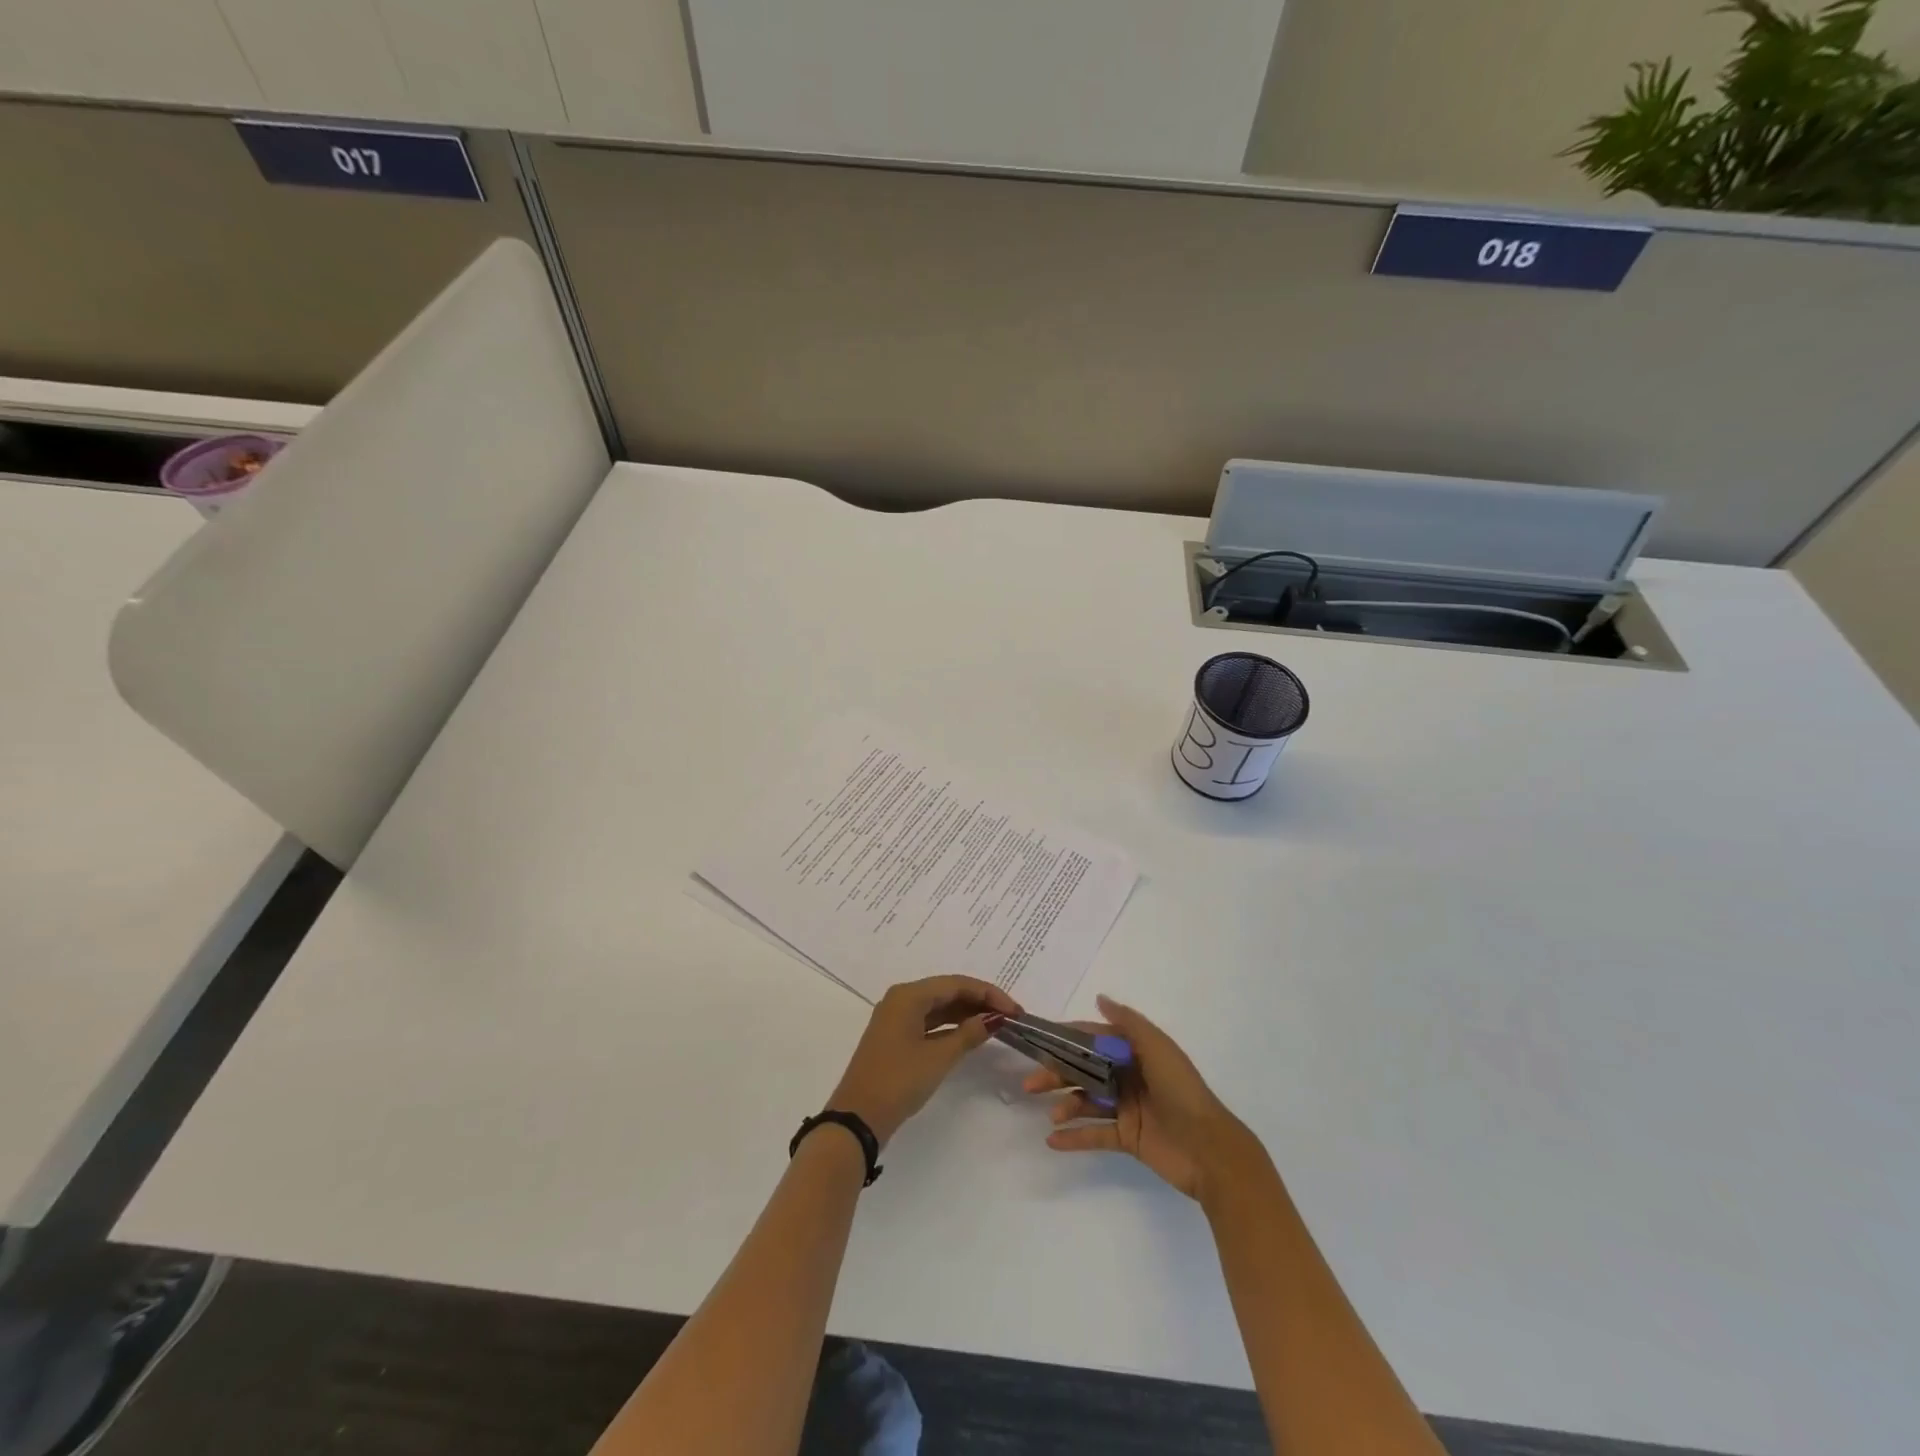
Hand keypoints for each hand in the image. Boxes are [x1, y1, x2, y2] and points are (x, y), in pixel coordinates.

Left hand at [829, 976, 1021, 1146]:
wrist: (857, 1118)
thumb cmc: (898, 1081)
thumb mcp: (938, 1057)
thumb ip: (968, 1034)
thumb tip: (993, 1019)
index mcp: (908, 995)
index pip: (957, 984)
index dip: (989, 994)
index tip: (1015, 1010)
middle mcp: (901, 999)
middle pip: (947, 991)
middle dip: (979, 1001)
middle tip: (1010, 1017)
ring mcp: (896, 1019)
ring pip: (939, 1007)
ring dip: (967, 1014)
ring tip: (996, 1025)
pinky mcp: (896, 1038)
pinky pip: (929, 1022)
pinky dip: (951, 1027)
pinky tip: (970, 1035)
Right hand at [1025, 995, 1264, 1201]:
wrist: (1210, 1150)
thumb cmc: (1182, 1091)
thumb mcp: (1158, 1048)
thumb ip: (1128, 1023)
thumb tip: (1100, 998)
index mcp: (1136, 1052)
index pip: (1095, 1040)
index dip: (1069, 1039)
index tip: (1041, 1040)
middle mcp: (1129, 1077)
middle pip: (1085, 1071)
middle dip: (1058, 1074)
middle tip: (1031, 1083)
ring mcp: (1127, 1108)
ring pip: (1087, 1101)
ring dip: (1065, 1105)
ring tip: (1051, 1114)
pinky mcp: (1127, 1138)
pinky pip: (1095, 1134)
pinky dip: (1074, 1137)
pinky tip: (1052, 1140)